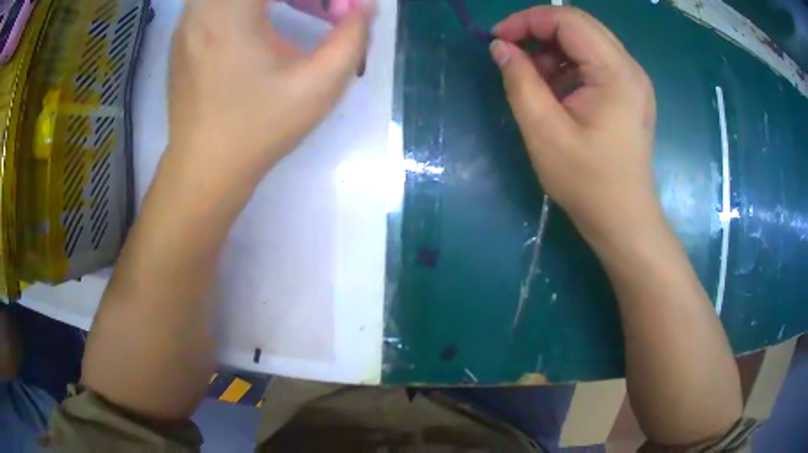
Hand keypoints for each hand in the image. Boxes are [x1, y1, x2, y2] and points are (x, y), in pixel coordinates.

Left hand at [168, 0, 373, 184]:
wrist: (204, 169)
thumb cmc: (258, 130)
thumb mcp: (318, 87)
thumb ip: (351, 38)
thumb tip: (366, 7)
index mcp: (231, 15)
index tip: (334, 9)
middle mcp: (201, 10)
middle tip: (314, 7)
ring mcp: (187, 22)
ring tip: (293, 9)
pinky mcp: (183, 35)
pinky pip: (214, 0)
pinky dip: (244, 3)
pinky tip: (260, 24)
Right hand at [490, 7, 656, 240]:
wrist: (622, 219)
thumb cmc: (587, 182)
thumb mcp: (544, 131)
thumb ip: (519, 81)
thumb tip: (501, 47)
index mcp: (616, 73)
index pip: (568, 20)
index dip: (528, 20)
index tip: (498, 39)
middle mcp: (630, 68)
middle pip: (579, 25)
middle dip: (538, 31)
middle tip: (510, 53)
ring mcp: (632, 80)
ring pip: (585, 42)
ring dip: (552, 51)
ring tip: (532, 79)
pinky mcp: (628, 93)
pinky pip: (593, 62)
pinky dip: (567, 66)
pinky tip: (554, 91)